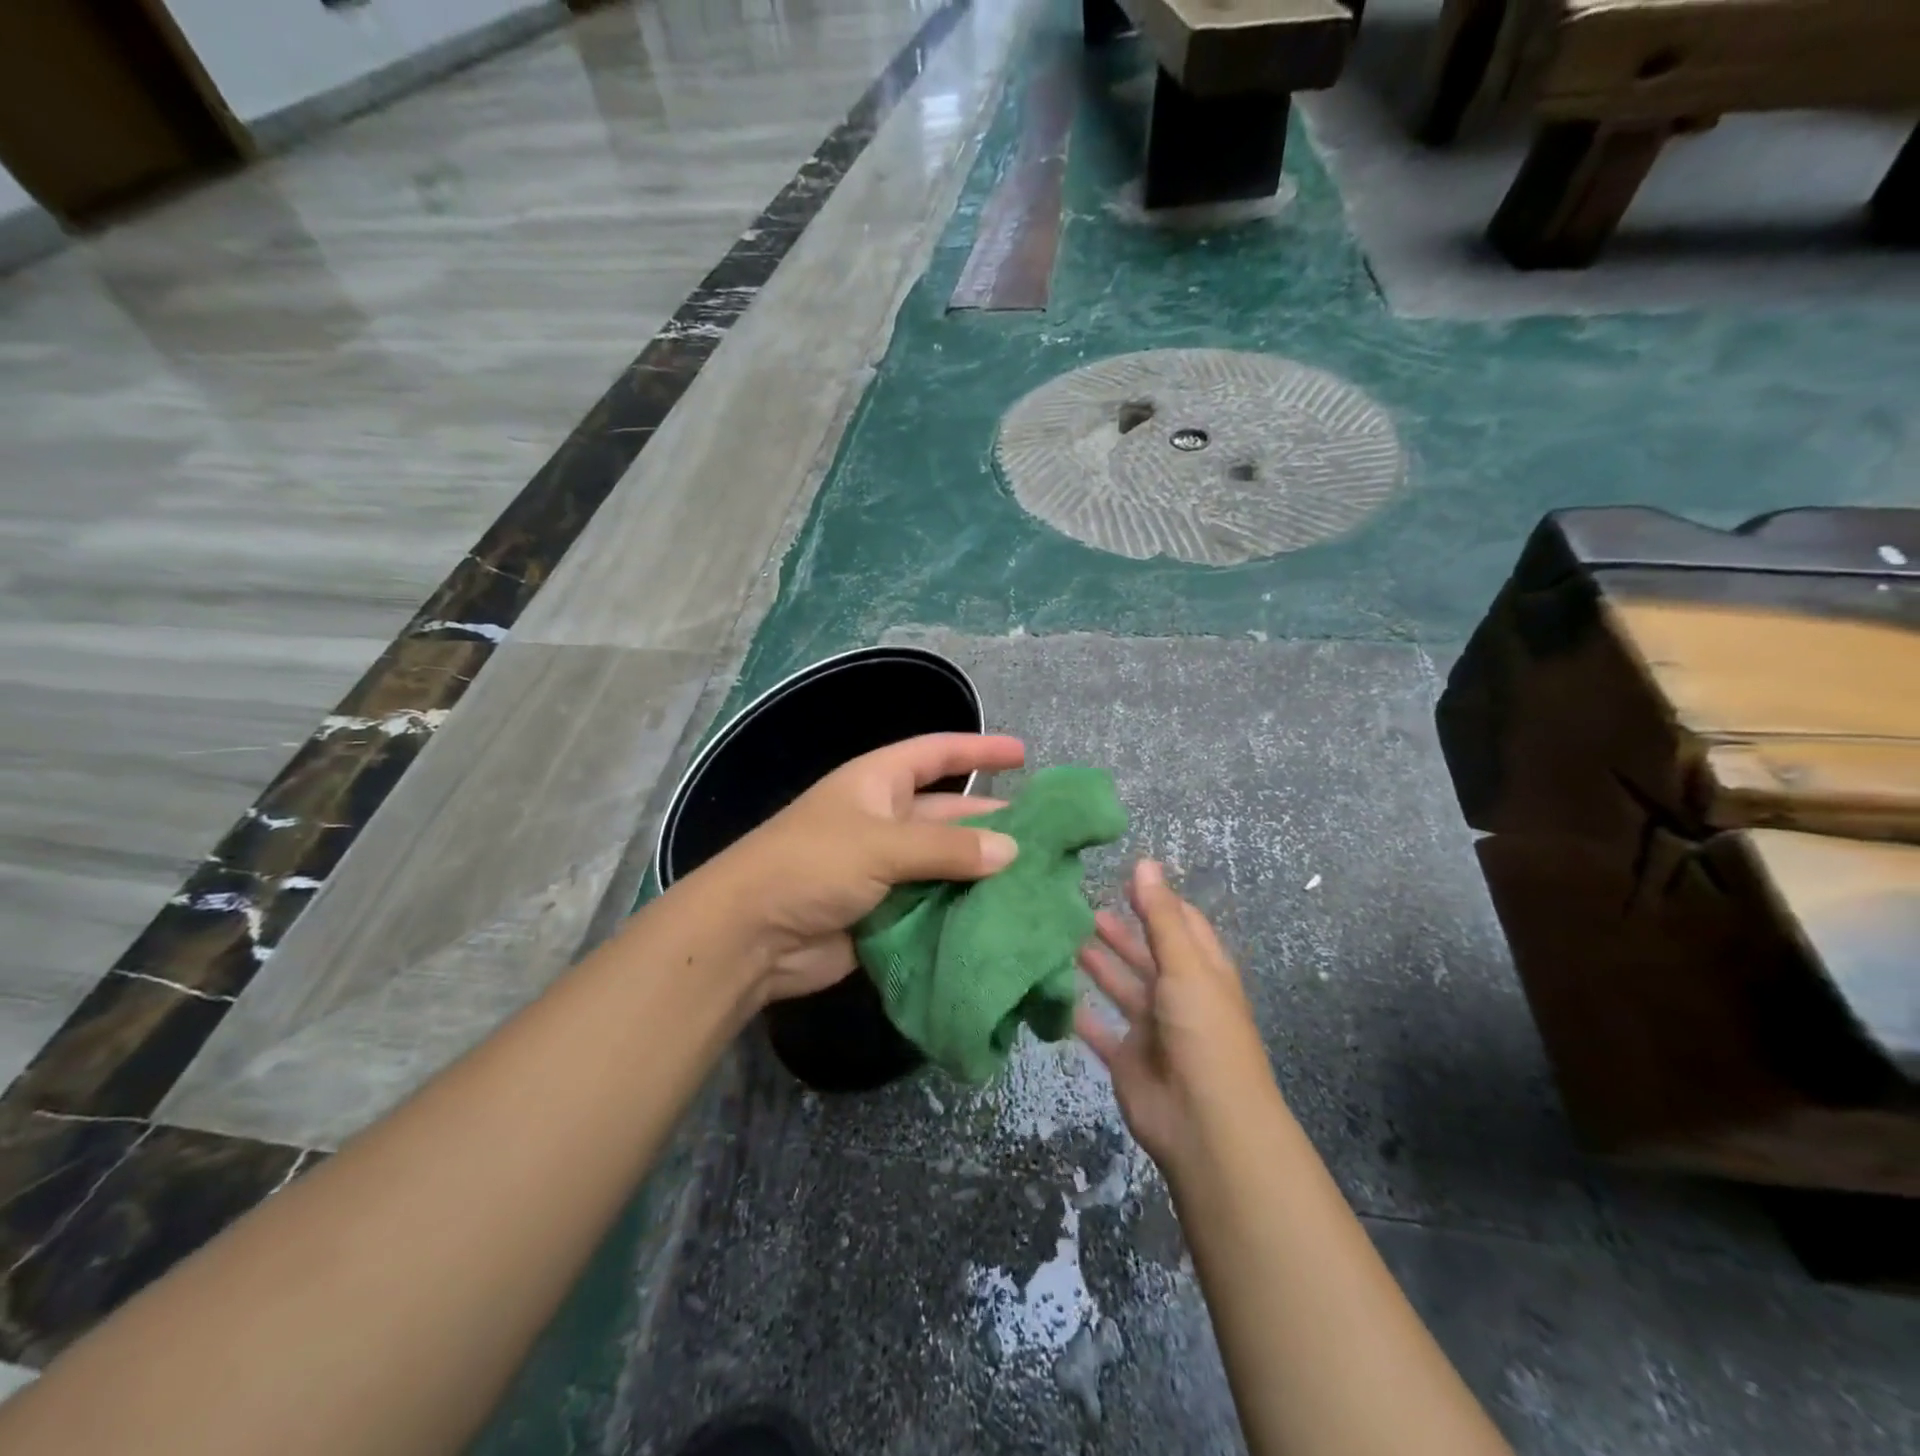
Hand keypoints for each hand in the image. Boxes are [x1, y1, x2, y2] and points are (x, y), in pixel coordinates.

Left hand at [703, 733, 1025, 1003]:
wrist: (750, 936)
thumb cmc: (811, 865)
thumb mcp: (880, 844)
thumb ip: (947, 848)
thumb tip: (1011, 851)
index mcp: (878, 783)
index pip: (935, 754)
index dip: (977, 748)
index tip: (1023, 754)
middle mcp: (884, 820)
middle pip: (948, 814)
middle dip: (991, 822)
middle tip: (1046, 837)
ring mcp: (884, 869)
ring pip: (945, 864)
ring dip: (981, 872)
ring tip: (1038, 881)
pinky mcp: (885, 912)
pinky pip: (933, 905)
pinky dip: (963, 910)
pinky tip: (1003, 918)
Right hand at [1076, 861, 1278, 1178]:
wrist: (1204, 1123)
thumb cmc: (1203, 1032)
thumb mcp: (1185, 965)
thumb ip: (1160, 916)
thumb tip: (1145, 861)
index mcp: (1202, 971)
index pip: (1181, 924)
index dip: (1156, 899)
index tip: (1121, 875)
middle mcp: (1178, 995)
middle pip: (1147, 954)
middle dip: (1120, 930)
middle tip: (1079, 904)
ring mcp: (1152, 1028)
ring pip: (1121, 987)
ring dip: (1098, 964)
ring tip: (1062, 935)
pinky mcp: (1127, 1059)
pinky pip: (1099, 1028)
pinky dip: (1079, 1012)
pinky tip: (1053, 988)